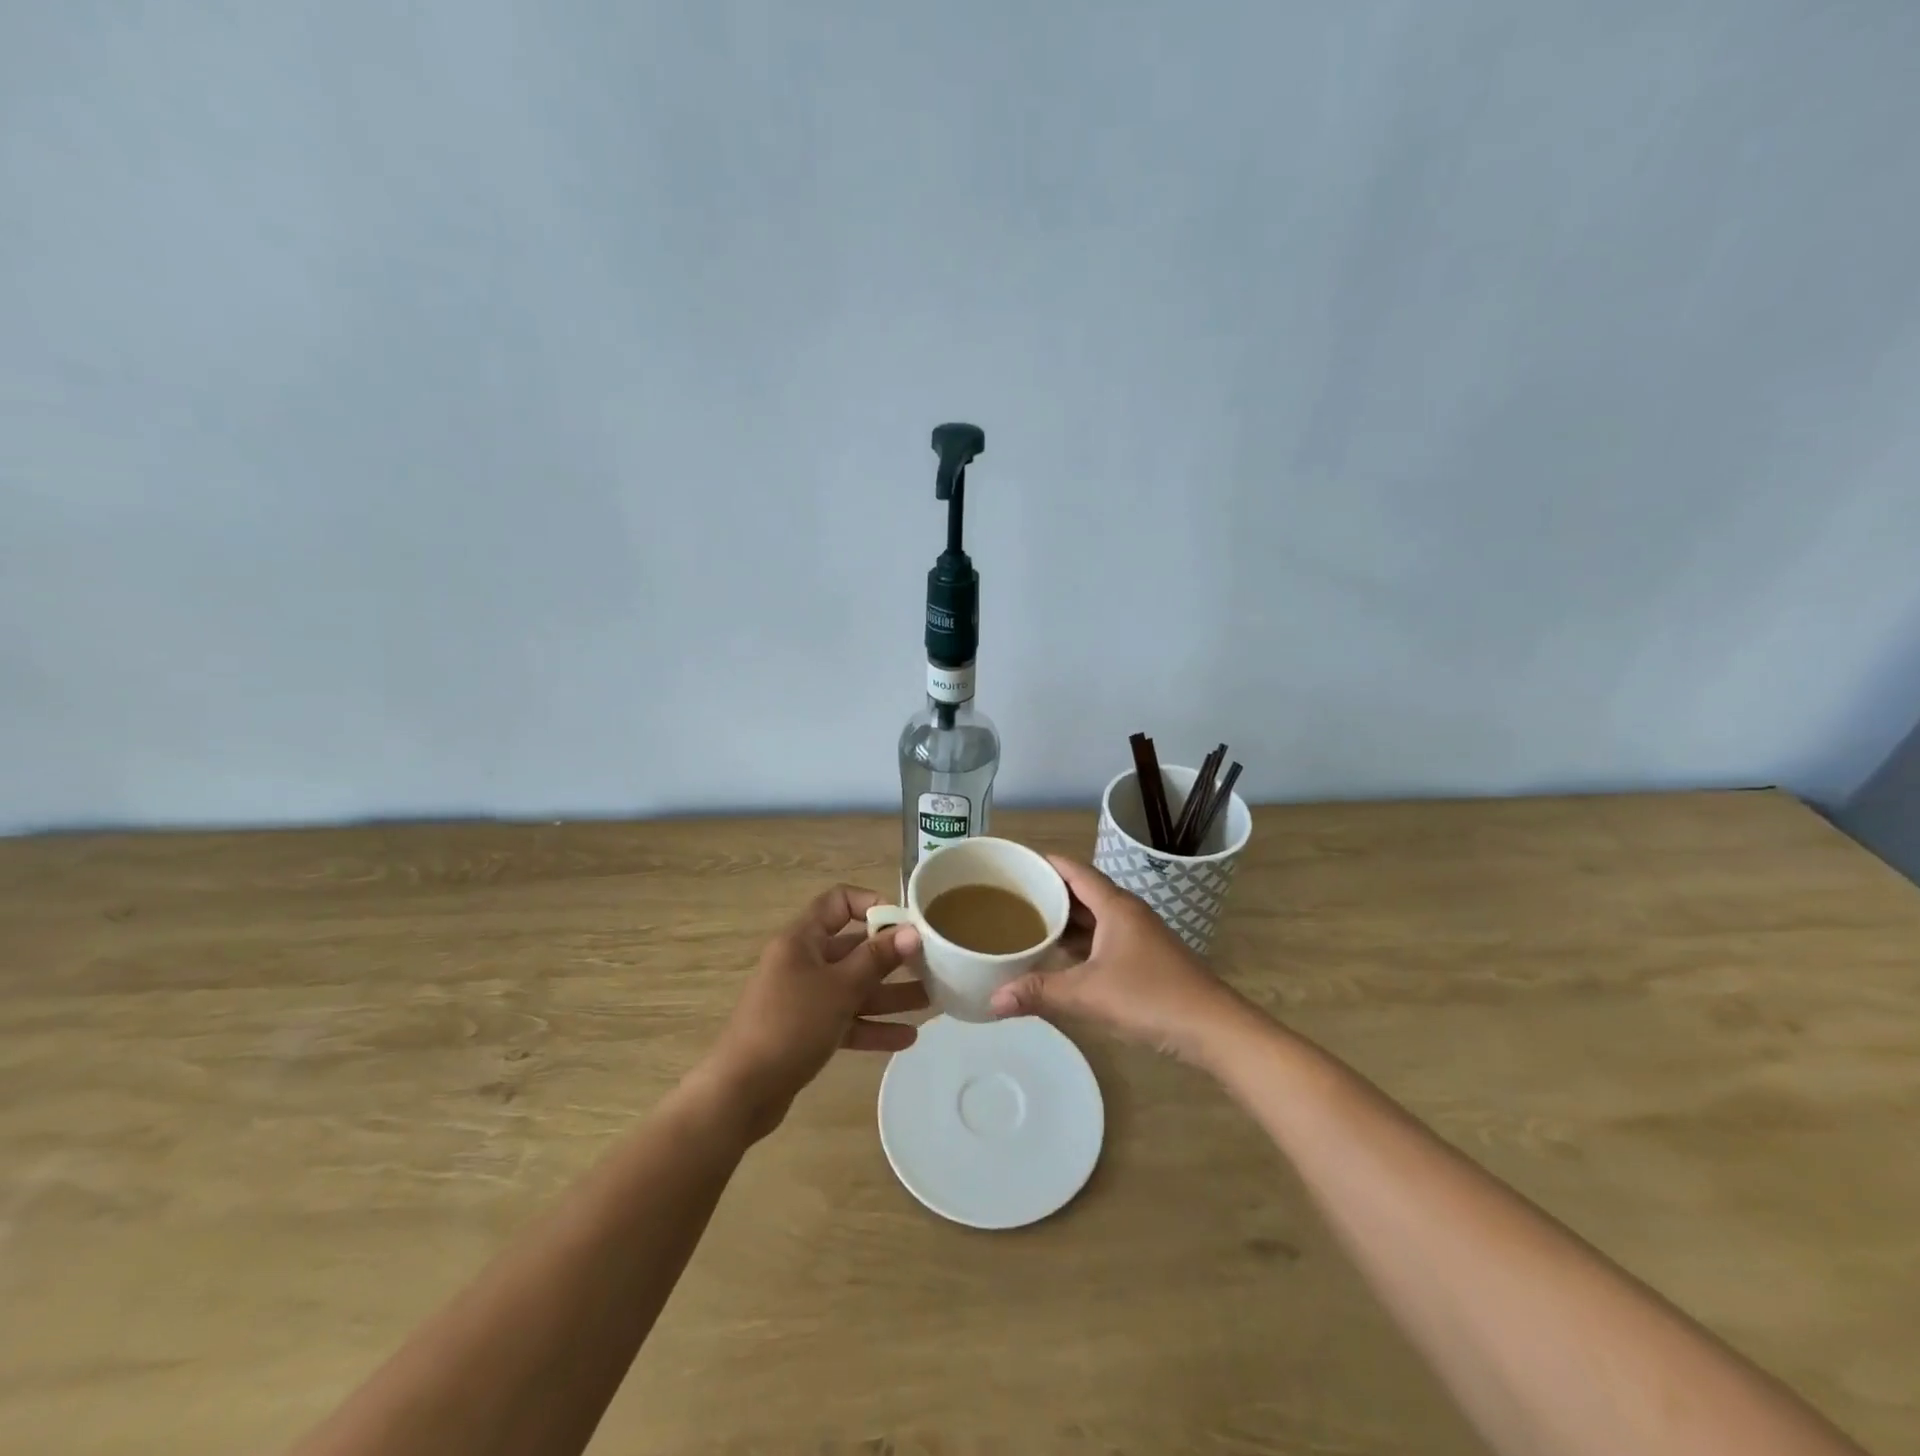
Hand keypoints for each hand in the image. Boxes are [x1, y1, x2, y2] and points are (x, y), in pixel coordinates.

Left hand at [705, 885, 928, 1136]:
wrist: (741, 1092)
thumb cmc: (791, 1025)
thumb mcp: (840, 987)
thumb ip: (877, 959)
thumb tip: (911, 930)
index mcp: (802, 939)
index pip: (838, 902)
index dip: (872, 905)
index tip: (904, 924)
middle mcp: (802, 962)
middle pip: (853, 948)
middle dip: (892, 958)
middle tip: (930, 965)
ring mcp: (803, 998)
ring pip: (853, 987)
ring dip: (889, 995)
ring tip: (931, 1001)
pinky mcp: (806, 1031)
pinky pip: (846, 1020)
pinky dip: (872, 1026)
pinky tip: (907, 1037)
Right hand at [989, 856, 1251, 1064]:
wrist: (1213, 1028)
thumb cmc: (1151, 997)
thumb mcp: (1089, 994)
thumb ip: (1040, 993)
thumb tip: (992, 1001)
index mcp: (1115, 906)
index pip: (1074, 870)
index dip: (1045, 863)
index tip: (1015, 863)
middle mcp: (1127, 913)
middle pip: (1082, 891)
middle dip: (1049, 892)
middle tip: (1011, 897)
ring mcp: (1139, 936)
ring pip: (1094, 917)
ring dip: (1065, 919)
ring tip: (1027, 924)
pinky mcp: (1144, 958)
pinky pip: (1103, 938)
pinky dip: (1080, 941)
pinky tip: (1060, 957)